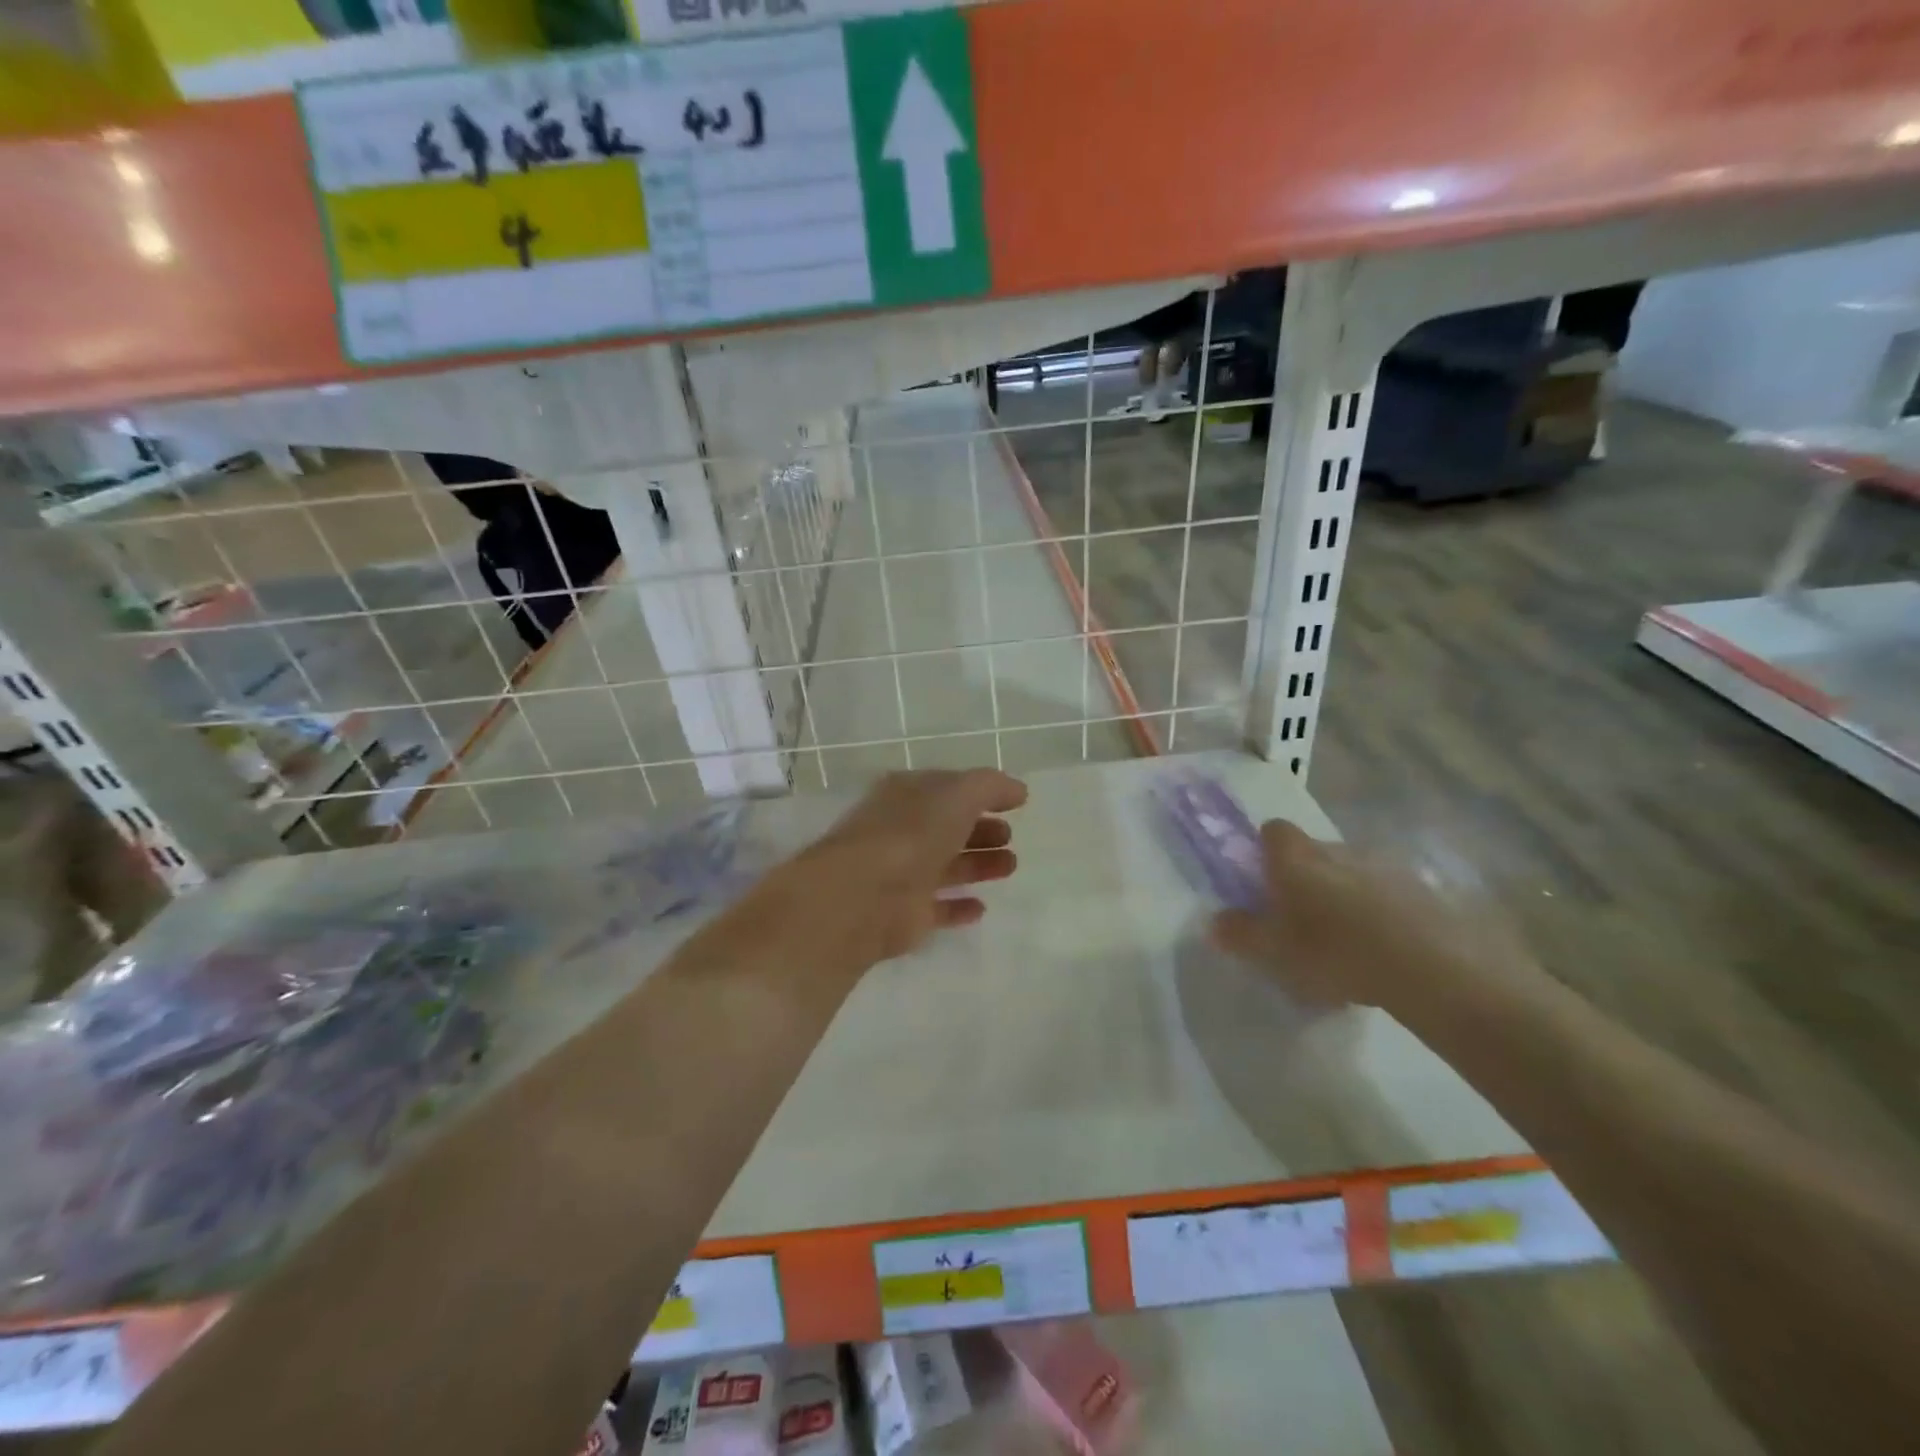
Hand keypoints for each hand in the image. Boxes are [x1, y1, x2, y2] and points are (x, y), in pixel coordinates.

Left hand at [786, 769, 1027, 964]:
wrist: (864, 895)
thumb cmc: (911, 833)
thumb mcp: (958, 794)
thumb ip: (990, 787)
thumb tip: (1017, 790)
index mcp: (906, 795)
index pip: (947, 788)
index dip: (981, 793)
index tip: (1015, 802)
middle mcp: (901, 831)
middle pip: (947, 828)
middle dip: (981, 830)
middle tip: (1010, 836)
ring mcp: (901, 874)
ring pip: (945, 866)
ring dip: (977, 865)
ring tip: (1010, 866)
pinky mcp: (904, 915)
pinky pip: (937, 908)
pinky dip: (958, 907)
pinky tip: (981, 907)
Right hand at [1208, 820, 1536, 1015]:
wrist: (1432, 968)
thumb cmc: (1334, 951)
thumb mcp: (1274, 950)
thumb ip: (1240, 933)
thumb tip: (1213, 922)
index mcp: (1296, 858)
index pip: (1273, 831)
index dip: (1265, 850)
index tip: (1264, 880)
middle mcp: (1338, 850)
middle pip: (1313, 851)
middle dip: (1305, 876)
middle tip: (1300, 918)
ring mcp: (1384, 867)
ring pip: (1352, 872)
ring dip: (1344, 895)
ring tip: (1345, 941)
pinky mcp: (1424, 891)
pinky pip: (1389, 894)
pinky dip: (1381, 913)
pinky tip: (1384, 952)